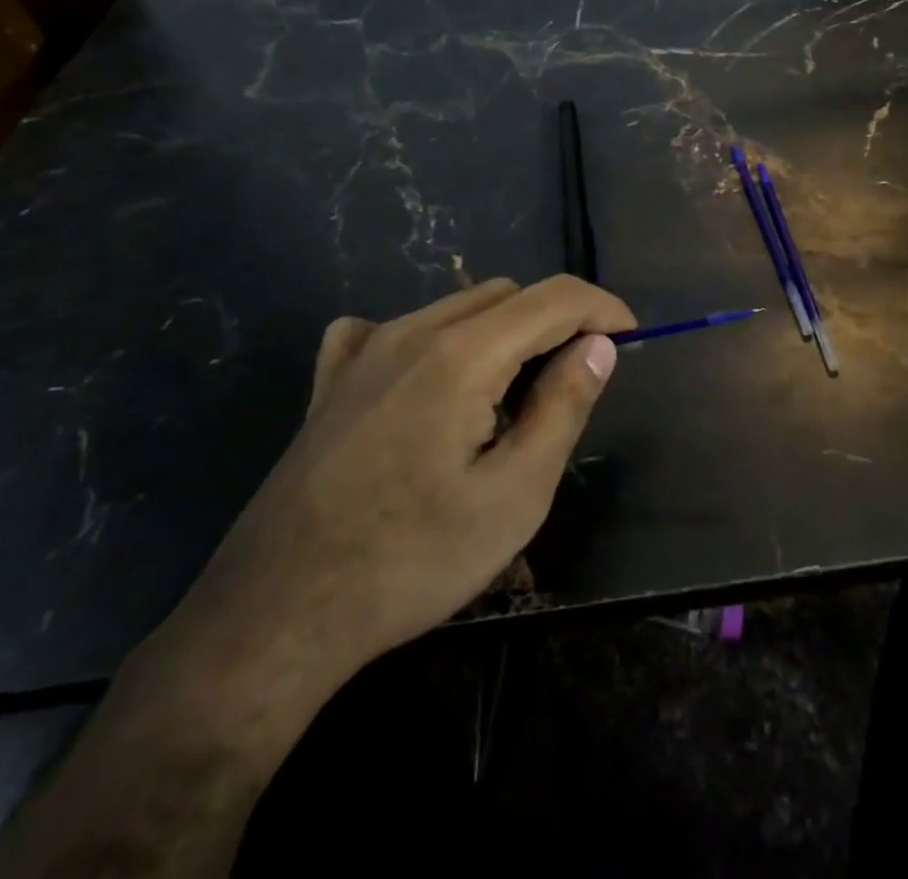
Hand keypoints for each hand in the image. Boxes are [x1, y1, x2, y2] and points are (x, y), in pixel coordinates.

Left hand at [140, 275, 633, 749]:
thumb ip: (563, 406)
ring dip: (501, 334)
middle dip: (554, 323)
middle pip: (507, 294)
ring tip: (507, 402)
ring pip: (457, 308)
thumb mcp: (514, 496)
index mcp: (461, 353)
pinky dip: (436, 340)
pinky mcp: (333, 379)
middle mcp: (411, 330)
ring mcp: (364, 350)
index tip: (630, 340)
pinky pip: (395, 328)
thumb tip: (598, 346)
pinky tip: (429, 385)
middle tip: (571, 385)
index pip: (554, 297)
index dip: (603, 309)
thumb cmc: (411, 560)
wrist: (277, 613)